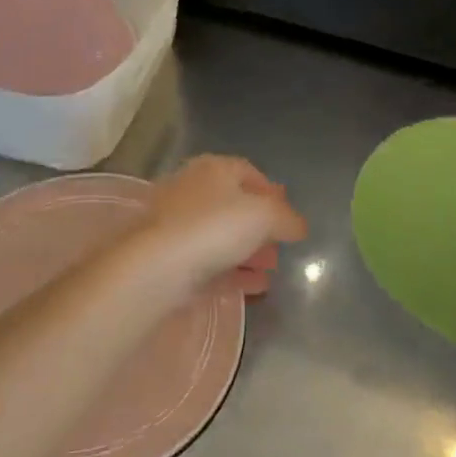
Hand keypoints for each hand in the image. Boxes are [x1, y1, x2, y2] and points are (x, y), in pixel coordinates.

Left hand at [127, 155, 307, 298]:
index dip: (271, 191)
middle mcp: (191, 191)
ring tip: (271, 270)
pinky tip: (256, 287)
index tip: (288, 214)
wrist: (157, 267)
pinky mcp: (170, 259)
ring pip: (220, 236)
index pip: (247, 171)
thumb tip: (298, 226)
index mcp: (213, 169)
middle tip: (280, 246)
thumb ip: (287, 218)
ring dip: (248, 252)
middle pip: (233, 205)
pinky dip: (233, 272)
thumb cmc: (215, 227)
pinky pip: (209, 263)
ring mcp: (176, 226)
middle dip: (260, 227)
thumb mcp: (265, 215)